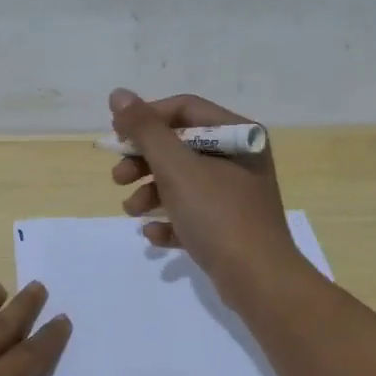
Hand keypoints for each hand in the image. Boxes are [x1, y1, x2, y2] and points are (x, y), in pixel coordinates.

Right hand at [108, 88, 303, 304]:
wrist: (258, 280)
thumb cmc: (218, 215)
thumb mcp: (176, 167)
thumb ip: (145, 130)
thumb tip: (119, 94)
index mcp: (237, 135)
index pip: (184, 110)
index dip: (146, 119)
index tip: (117, 138)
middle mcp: (239, 159)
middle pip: (180, 146)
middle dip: (144, 161)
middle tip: (118, 178)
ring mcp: (235, 195)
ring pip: (182, 182)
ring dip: (151, 193)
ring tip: (132, 211)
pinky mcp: (229, 227)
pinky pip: (192, 214)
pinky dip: (170, 221)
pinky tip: (154, 235)